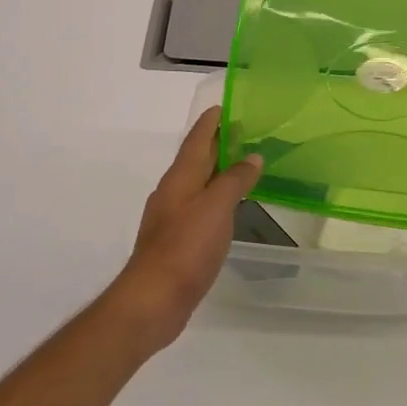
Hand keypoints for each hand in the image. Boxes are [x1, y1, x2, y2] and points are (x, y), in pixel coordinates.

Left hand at [106, 108, 262, 352]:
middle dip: (216, 144)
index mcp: (180, 178)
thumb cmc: (186, 247)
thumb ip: (235, 180)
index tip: (225, 106)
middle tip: (242, 132)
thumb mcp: (216, 208)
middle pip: (195, 159)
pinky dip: (214, 198)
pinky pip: (198, 207)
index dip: (210, 122)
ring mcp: (171, 217)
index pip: (196, 139)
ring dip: (216, 171)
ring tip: (241, 166)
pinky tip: (227, 208)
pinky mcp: (175, 241)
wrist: (154, 299)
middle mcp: (172, 192)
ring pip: (197, 184)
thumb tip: (252, 156)